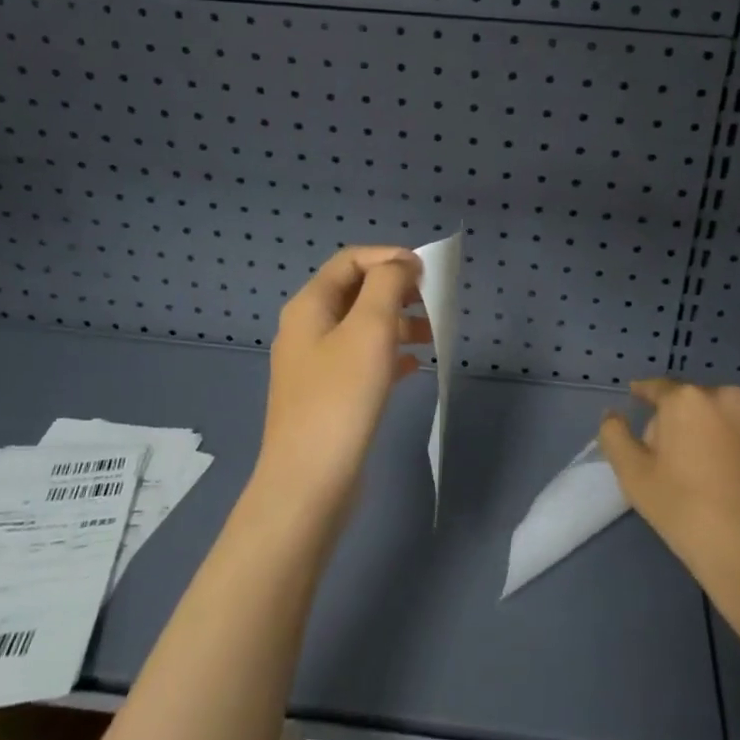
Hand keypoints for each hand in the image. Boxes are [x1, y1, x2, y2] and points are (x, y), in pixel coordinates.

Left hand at [256, 247, 428, 519]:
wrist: (310, 482)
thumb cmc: (341, 398)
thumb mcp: (370, 329)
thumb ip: (387, 286)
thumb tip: (401, 265)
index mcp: (309, 306)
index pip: (350, 261)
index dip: (389, 257)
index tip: (426, 271)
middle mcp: (307, 330)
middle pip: (356, 293)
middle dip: (397, 291)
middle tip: (432, 303)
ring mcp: (315, 366)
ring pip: (362, 328)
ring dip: (398, 323)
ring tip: (433, 336)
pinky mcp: (328, 396)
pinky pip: (362, 361)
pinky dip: (389, 356)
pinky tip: (415, 367)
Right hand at [598, 378, 739, 612]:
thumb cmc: (687, 511)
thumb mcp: (634, 476)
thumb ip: (615, 436)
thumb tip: (612, 415)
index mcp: (688, 399)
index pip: (657, 388)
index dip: (643, 394)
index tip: (635, 398)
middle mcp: (728, 398)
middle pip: (693, 403)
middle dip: (679, 421)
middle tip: (669, 456)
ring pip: (725, 421)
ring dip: (712, 435)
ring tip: (706, 473)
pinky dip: (739, 452)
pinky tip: (735, 485)